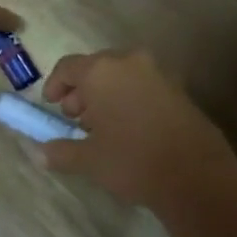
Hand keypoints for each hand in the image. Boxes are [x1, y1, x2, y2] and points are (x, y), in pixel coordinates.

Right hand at [38, 50, 236, 208]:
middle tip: (75, 118)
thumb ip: (60, 152)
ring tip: (102, 127)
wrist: (196, 175)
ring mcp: (158, 74)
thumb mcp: (89, 160)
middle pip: (96, 68)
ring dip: (106, 95)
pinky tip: (129, 130)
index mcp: (102, 71)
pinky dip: (130, 99)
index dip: (54, 85)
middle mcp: (130, 62)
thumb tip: (40, 154)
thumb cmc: (132, 160)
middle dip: (82, 91)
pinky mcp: (179, 90)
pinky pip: (143, 86)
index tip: (51, 106)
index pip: (68, 67)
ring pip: (122, 76)